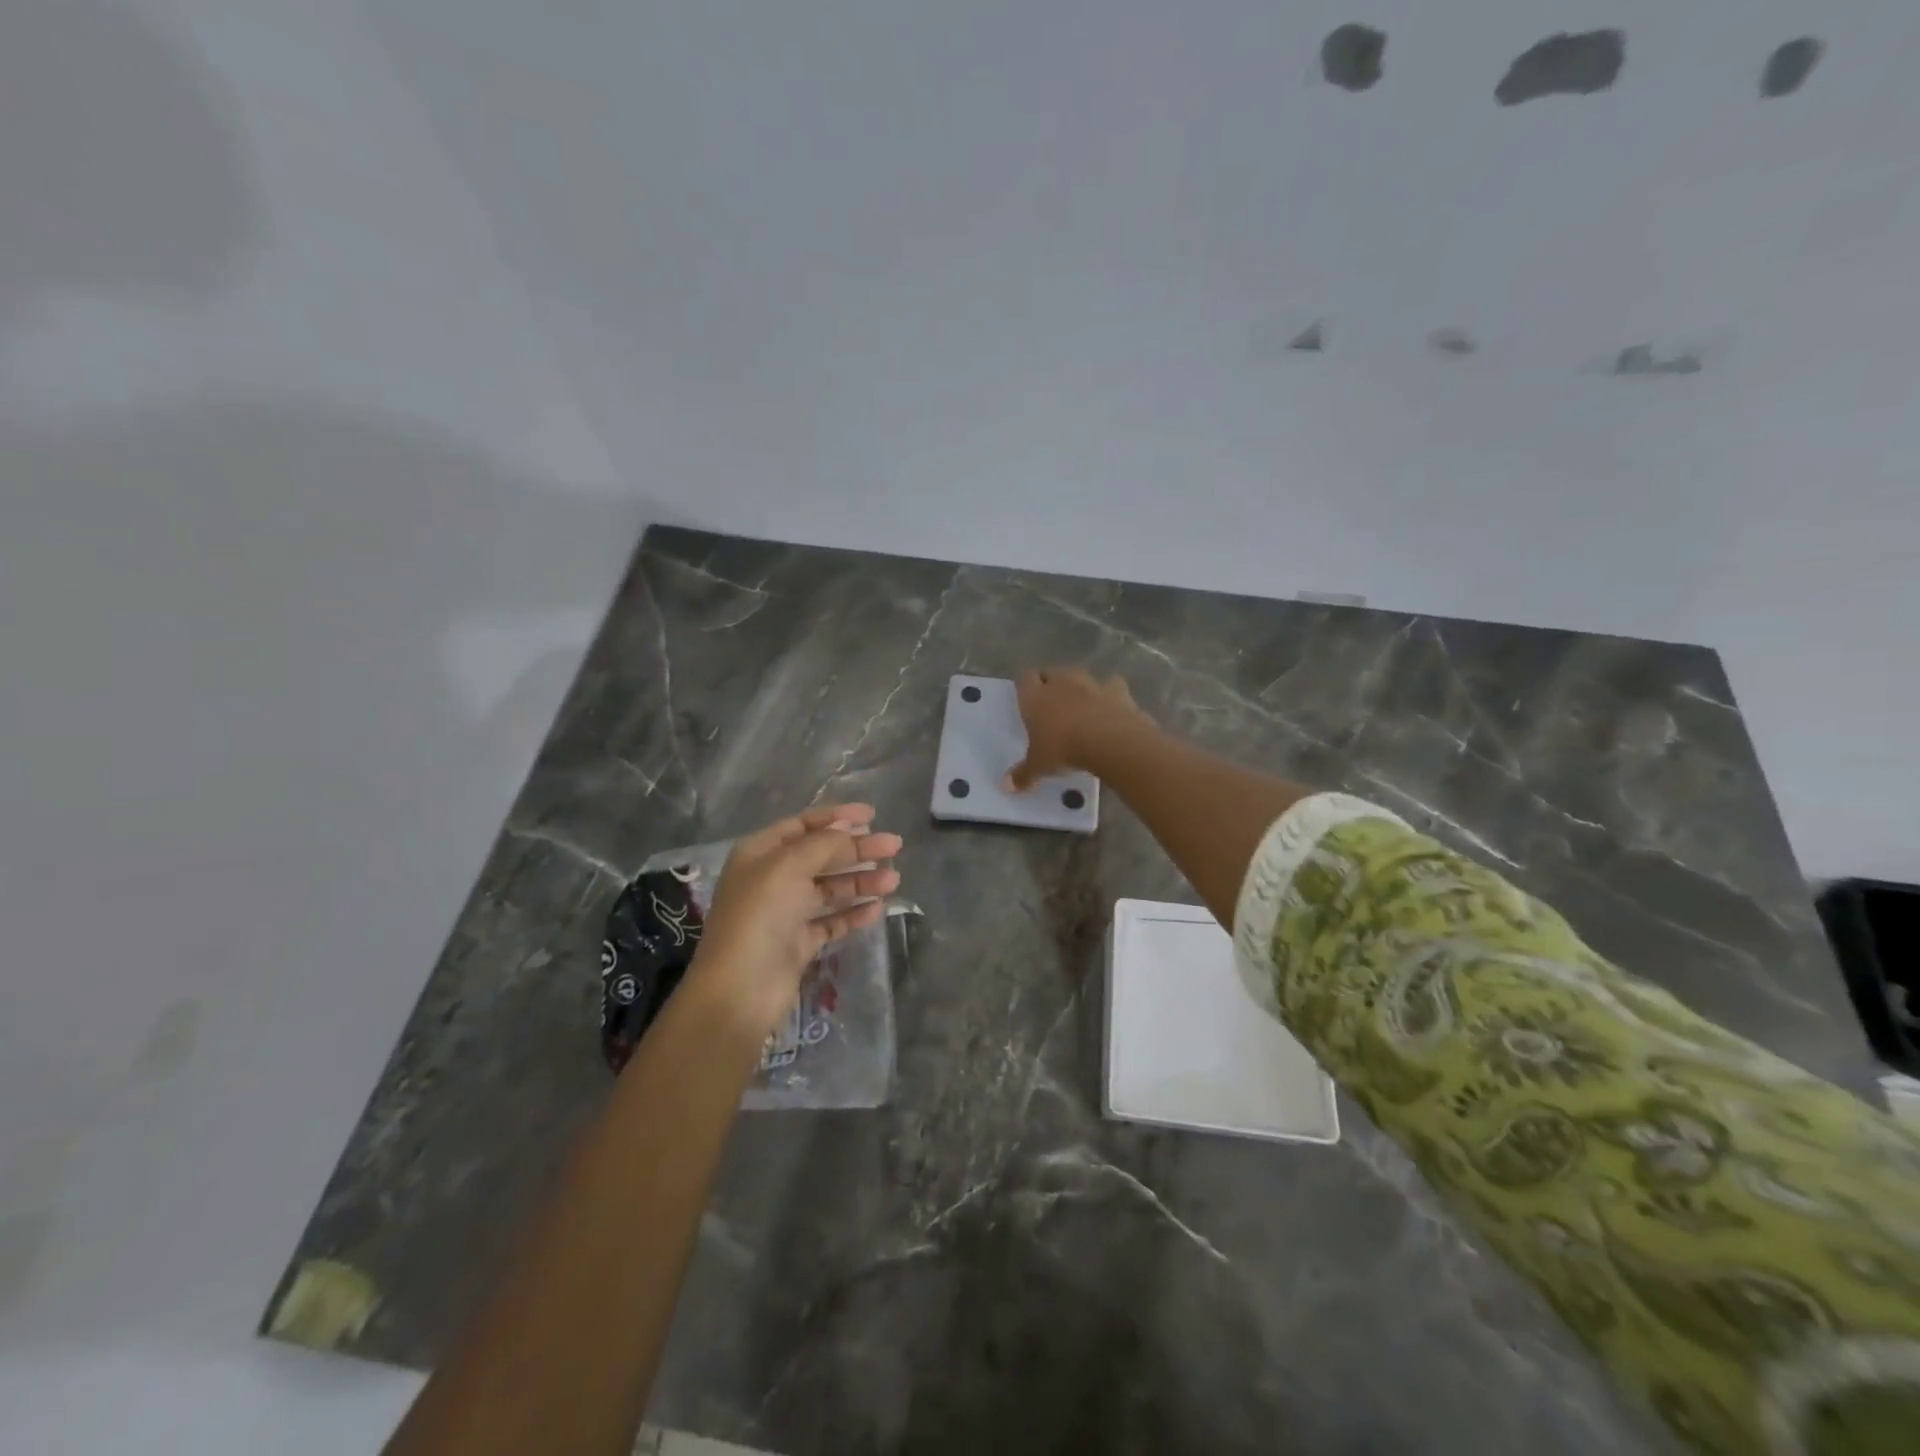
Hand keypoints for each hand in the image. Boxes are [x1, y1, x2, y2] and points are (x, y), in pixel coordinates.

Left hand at [686, 804, 901, 1036]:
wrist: (739, 990)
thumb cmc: (760, 916)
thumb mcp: (789, 866)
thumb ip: (825, 844)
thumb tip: (851, 831)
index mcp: (760, 854)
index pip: (803, 825)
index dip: (837, 817)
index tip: (871, 816)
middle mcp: (771, 879)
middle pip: (821, 856)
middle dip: (857, 849)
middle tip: (894, 846)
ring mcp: (785, 913)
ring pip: (830, 889)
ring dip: (861, 881)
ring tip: (893, 880)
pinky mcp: (798, 943)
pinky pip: (831, 921)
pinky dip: (853, 913)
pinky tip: (877, 908)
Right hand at [1005, 667, 1149, 790]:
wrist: (1110, 741)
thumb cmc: (1064, 749)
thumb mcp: (1039, 766)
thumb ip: (1023, 774)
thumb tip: (1006, 786)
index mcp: (1035, 697)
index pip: (1024, 678)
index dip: (1025, 685)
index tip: (1026, 696)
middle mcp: (1060, 683)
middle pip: (1051, 672)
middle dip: (1050, 682)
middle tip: (1050, 702)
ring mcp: (1090, 683)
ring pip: (1079, 674)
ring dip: (1078, 686)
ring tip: (1079, 704)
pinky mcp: (1117, 689)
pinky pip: (1111, 685)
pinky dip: (1109, 693)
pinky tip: (1109, 706)